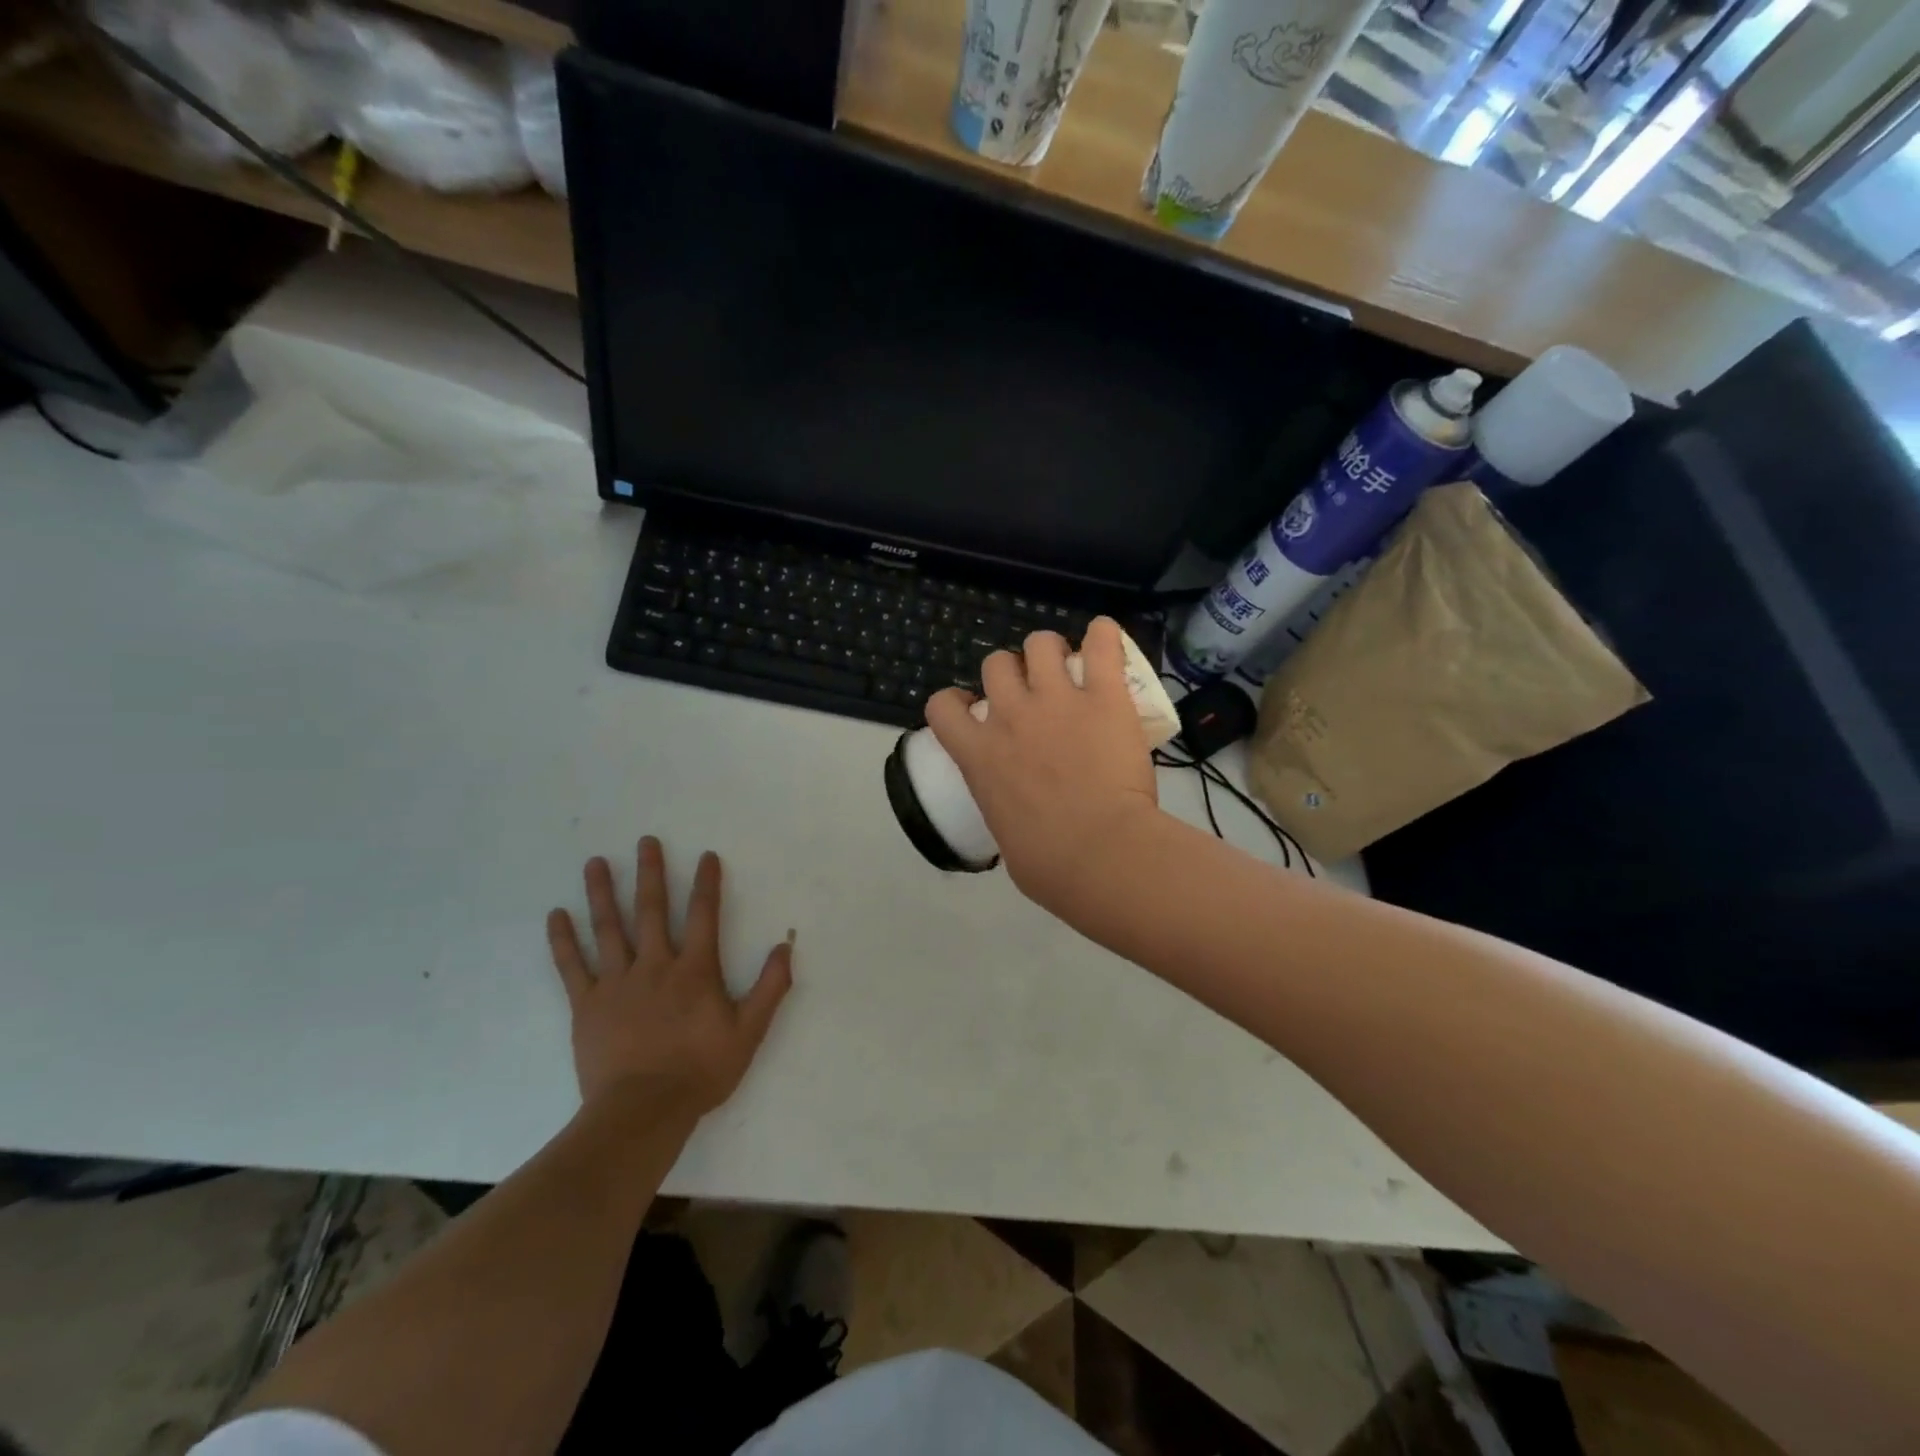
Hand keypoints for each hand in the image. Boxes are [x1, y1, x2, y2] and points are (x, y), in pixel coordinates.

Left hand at [546, 838, 792, 1114]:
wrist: (642, 1113)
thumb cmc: (699, 1071)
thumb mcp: (749, 1032)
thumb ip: (769, 987)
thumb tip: (786, 947)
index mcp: (694, 970)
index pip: (703, 915)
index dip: (707, 883)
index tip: (706, 855)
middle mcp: (655, 966)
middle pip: (652, 910)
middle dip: (651, 873)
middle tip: (646, 841)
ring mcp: (616, 984)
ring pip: (609, 929)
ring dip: (602, 893)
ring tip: (595, 862)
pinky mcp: (586, 1006)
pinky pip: (571, 967)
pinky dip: (563, 940)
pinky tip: (556, 915)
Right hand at [926, 617, 1162, 917]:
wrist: (1100, 855)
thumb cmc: (1048, 865)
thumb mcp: (1005, 836)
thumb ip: (1005, 811)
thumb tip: (1019, 818)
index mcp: (978, 755)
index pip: (942, 706)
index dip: (956, 700)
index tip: (974, 708)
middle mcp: (1010, 716)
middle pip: (995, 664)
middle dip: (1011, 672)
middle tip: (1034, 691)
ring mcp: (1056, 701)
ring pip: (1040, 644)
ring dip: (1049, 651)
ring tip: (1069, 667)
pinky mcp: (1103, 696)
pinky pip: (1102, 643)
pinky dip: (1104, 635)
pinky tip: (1105, 639)